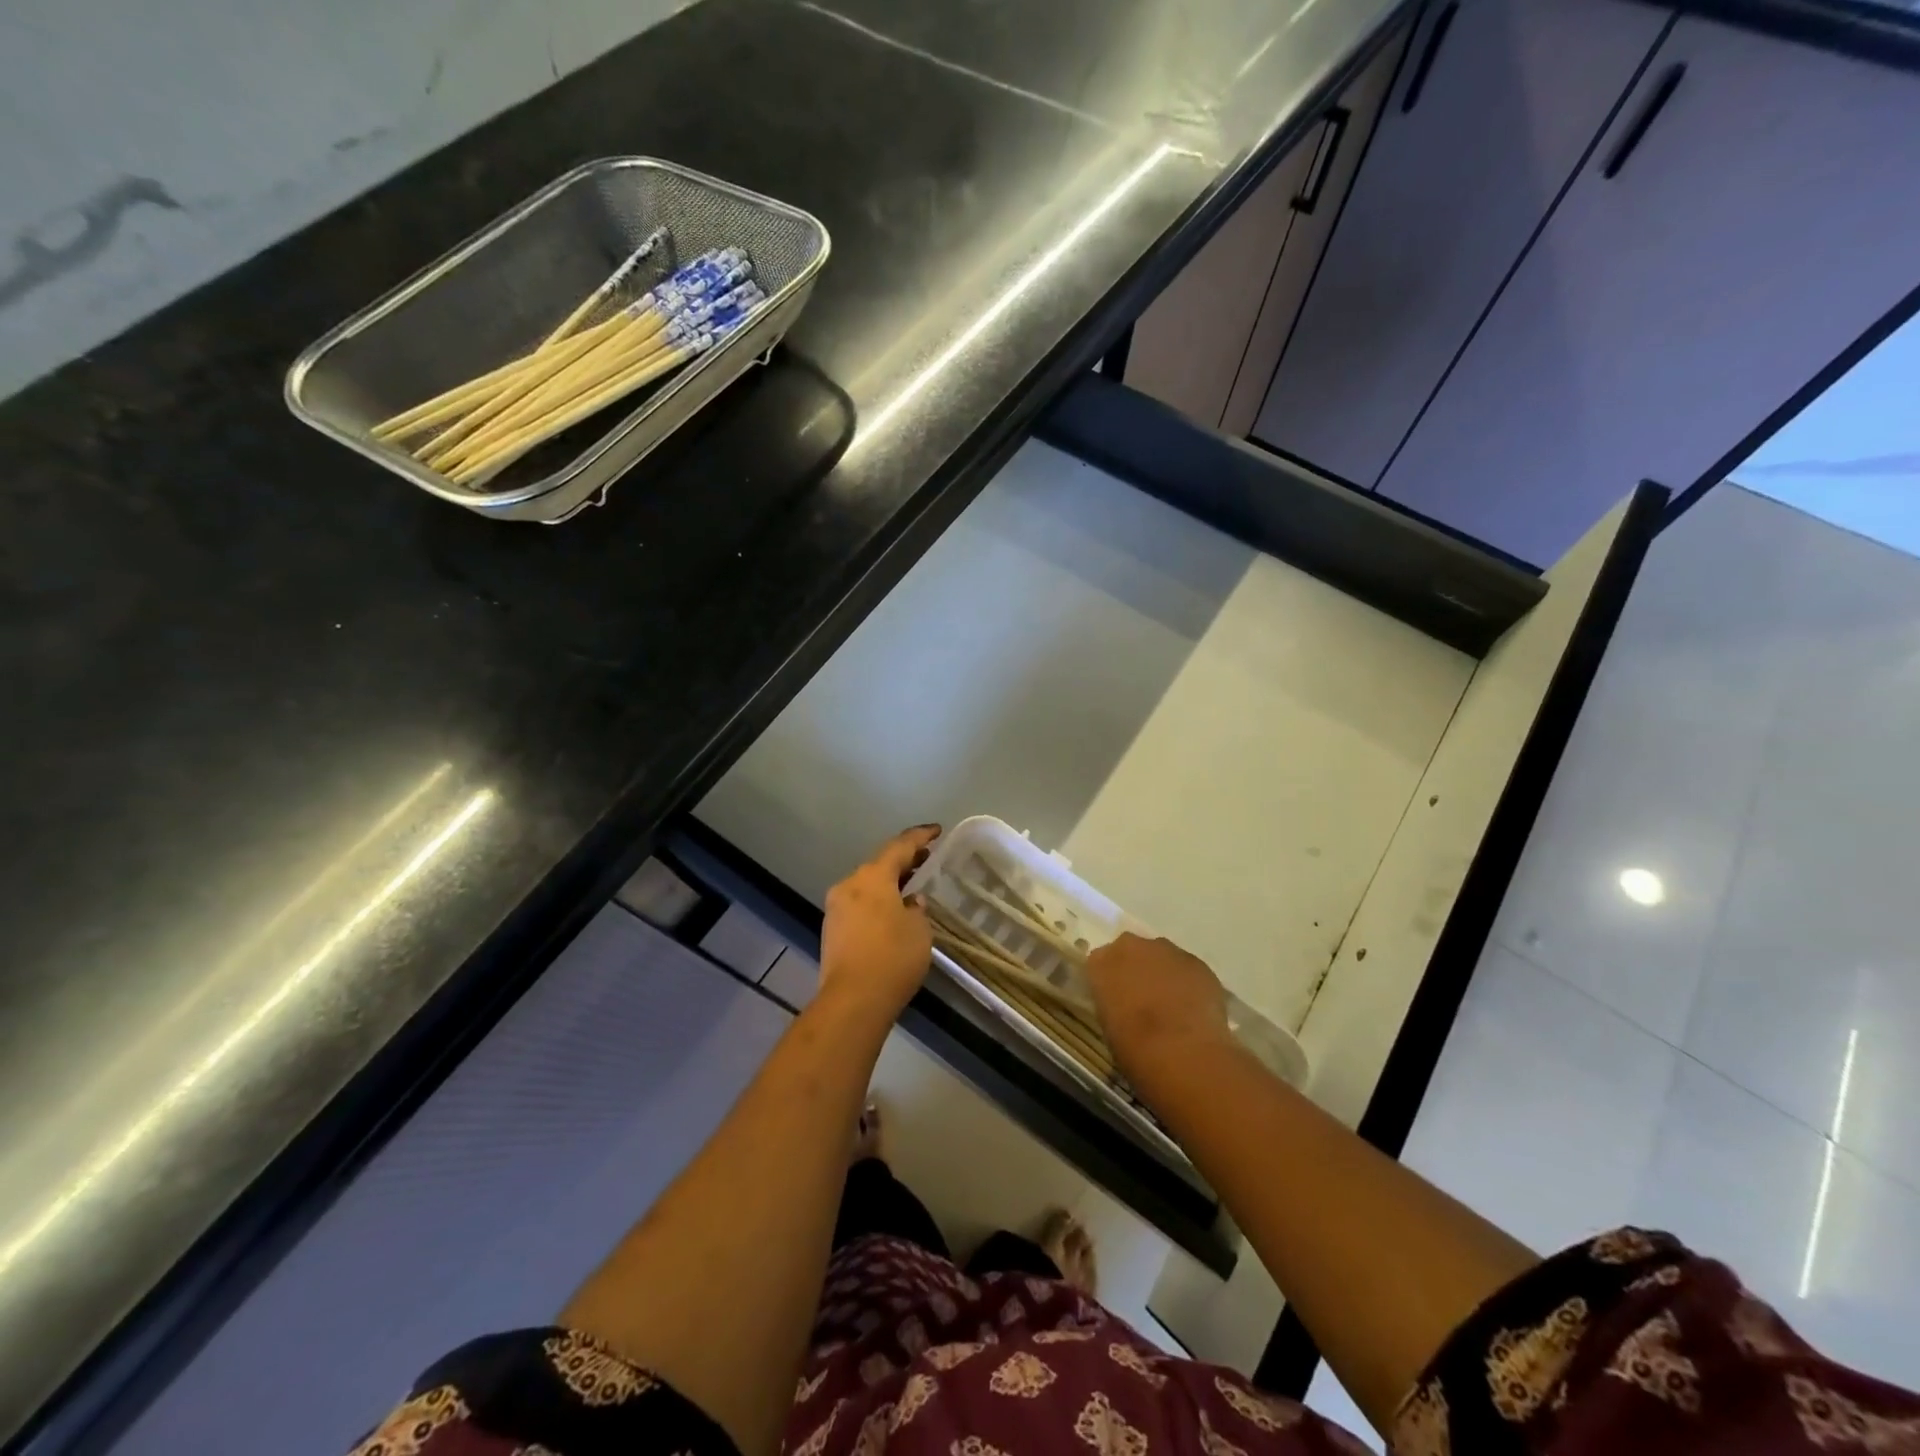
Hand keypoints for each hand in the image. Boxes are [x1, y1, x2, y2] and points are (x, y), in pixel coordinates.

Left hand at [817, 825, 940, 1025]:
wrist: (852, 1001)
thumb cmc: (893, 958)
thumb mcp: (919, 929)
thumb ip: (917, 908)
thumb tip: (910, 902)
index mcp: (872, 877)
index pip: (900, 846)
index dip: (920, 837)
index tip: (937, 831)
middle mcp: (850, 885)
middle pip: (880, 865)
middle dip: (904, 861)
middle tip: (927, 859)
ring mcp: (836, 908)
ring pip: (867, 886)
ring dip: (889, 884)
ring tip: (912, 887)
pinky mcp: (832, 930)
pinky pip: (859, 905)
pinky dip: (877, 902)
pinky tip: (893, 913)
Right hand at [1086, 933, 1234, 1086]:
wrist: (1182, 1053)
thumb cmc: (1134, 1048)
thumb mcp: (1109, 1026)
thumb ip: (1113, 1003)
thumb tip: (1124, 1005)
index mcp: (1101, 962)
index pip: (1100, 962)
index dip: (1109, 980)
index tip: (1115, 999)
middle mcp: (1132, 947)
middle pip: (1132, 951)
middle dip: (1137, 969)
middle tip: (1143, 999)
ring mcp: (1167, 951)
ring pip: (1162, 957)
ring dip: (1164, 974)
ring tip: (1173, 1006)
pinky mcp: (1198, 963)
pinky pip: (1188, 969)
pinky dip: (1189, 983)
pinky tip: (1194, 1009)